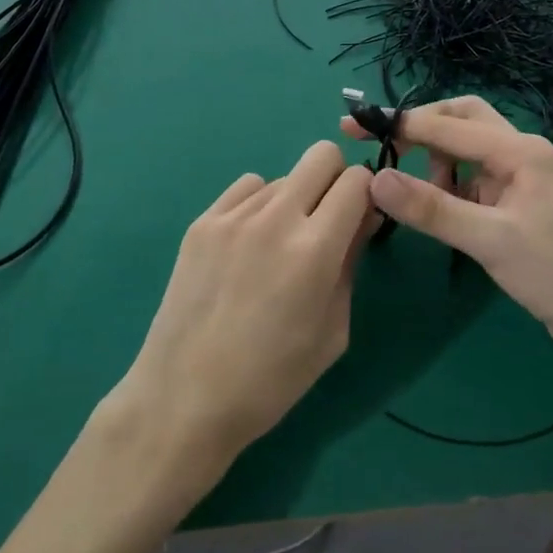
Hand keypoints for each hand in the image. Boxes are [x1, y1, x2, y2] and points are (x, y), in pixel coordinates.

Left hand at [115, 141, 375, 478]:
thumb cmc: (271, 380)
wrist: (185, 397)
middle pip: (321, 154)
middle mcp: (275, 218)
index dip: (367, 195)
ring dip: (294, 200)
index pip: (357, 181)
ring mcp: (232, 216)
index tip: (360, 219)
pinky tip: (247, 245)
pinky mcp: (202, 221)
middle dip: (335, 179)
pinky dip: (258, 205)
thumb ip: (351, 264)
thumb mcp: (333, 331)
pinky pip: (245, 189)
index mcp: (315, 249)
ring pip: (282, 177)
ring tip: (277, 247)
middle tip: (326, 220)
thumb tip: (361, 219)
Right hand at [341, 97, 552, 376]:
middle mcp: (521, 153)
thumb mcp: (490, 241)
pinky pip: (474, 178)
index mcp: (521, 151)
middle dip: (421, 127)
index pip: (448, 125)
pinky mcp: (518, 203)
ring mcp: (522, 178)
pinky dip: (449, 185)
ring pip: (467, 148)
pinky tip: (438, 209)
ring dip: (435, 159)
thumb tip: (374, 179)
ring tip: (415, 195)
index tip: (355, 126)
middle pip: (462, 119)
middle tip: (380, 144)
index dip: (399, 124)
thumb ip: (432, 209)